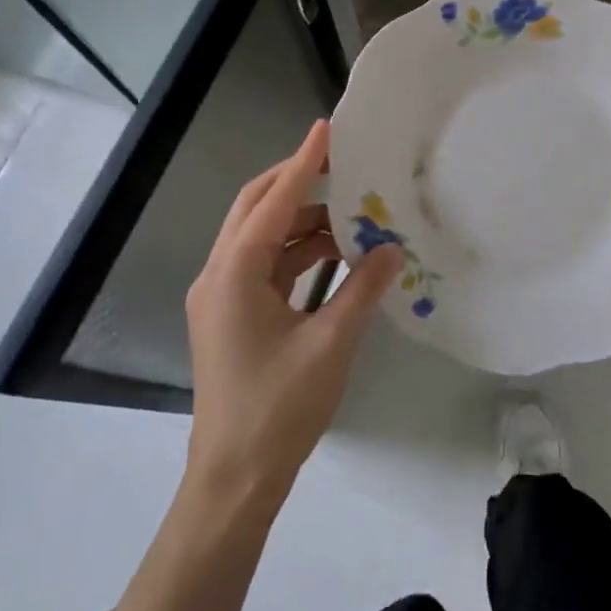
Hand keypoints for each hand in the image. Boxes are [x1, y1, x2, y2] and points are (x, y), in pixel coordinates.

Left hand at [184, 119, 403, 506]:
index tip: (326, 129)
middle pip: (256, 208)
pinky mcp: (232, 315)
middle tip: (340, 163)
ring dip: (303, 222)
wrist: (234, 480)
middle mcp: (219, 274)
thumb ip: (363, 289)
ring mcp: (222, 296)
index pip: (274, 202)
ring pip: (261, 238)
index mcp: (234, 273)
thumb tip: (392, 248)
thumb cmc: (279, 409)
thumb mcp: (330, 344)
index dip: (303, 163)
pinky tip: (336, 256)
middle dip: (297, 182)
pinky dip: (299, 254)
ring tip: (352, 216)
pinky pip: (266, 266)